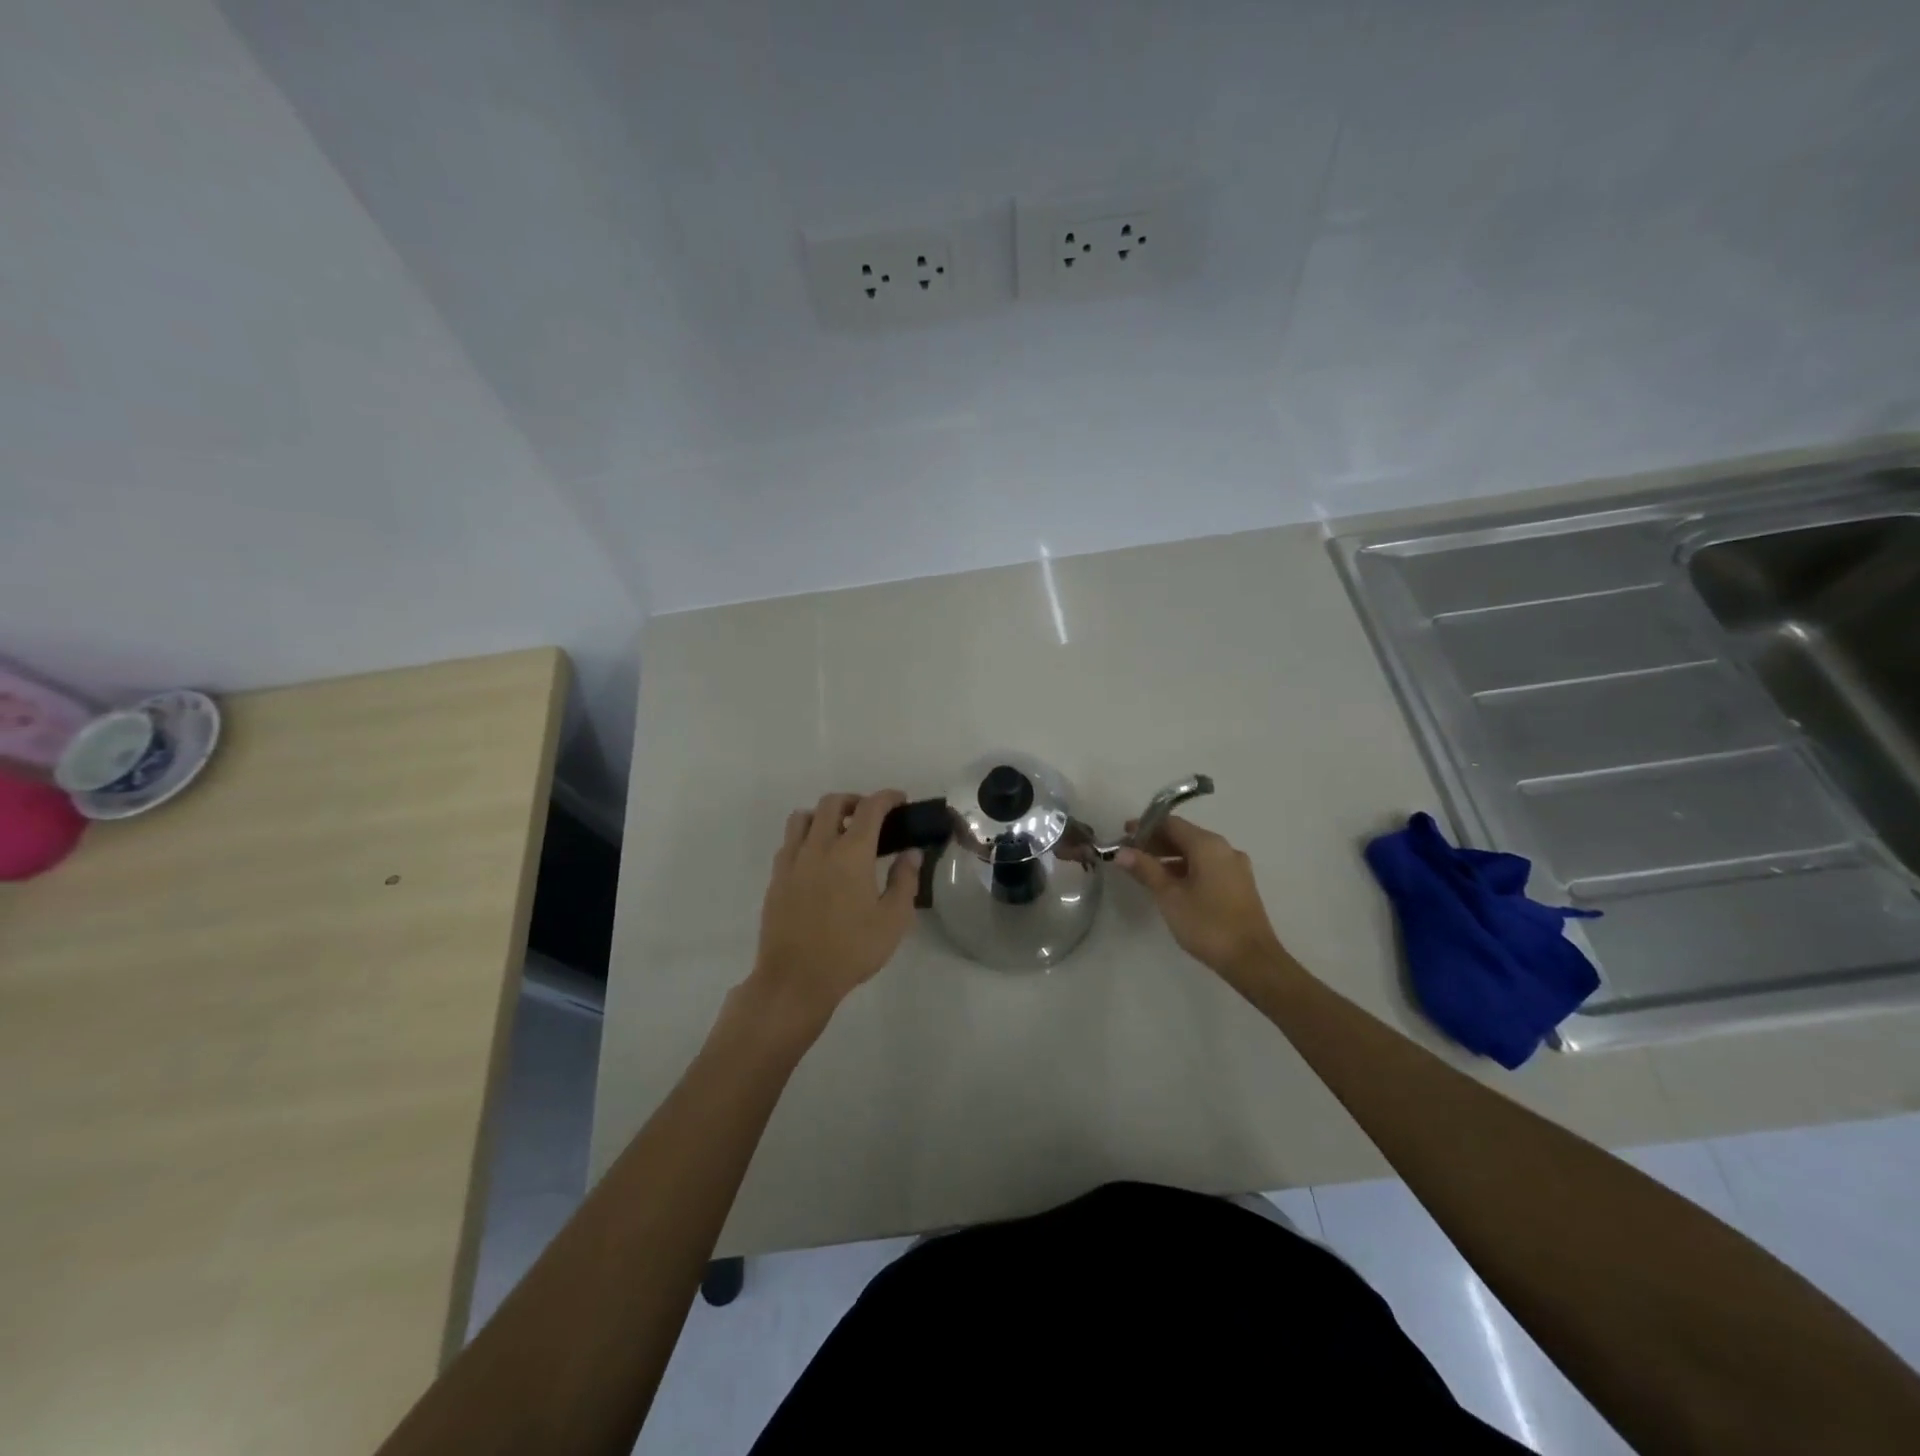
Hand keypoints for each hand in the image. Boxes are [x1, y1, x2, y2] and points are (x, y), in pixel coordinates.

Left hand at [747, 790, 921, 1030]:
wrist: (795, 979)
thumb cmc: (851, 950)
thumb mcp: (893, 920)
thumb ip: (904, 881)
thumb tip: (911, 853)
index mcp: (851, 853)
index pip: (870, 808)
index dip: (887, 797)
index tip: (899, 800)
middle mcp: (819, 847)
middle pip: (832, 804)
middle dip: (854, 801)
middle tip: (870, 816)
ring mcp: (792, 861)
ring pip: (803, 818)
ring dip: (823, 815)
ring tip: (838, 833)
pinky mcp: (776, 879)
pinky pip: (789, 843)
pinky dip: (805, 838)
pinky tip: (816, 860)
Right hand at [1117, 816, 1288, 984]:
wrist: (1252, 960)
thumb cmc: (1207, 924)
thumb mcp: (1169, 896)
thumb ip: (1145, 869)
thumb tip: (1121, 851)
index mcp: (1208, 845)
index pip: (1171, 823)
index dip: (1145, 827)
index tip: (1123, 836)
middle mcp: (1224, 849)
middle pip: (1184, 835)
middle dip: (1156, 842)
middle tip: (1130, 855)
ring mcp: (1235, 867)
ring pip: (1196, 852)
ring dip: (1170, 857)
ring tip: (1146, 872)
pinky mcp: (1239, 885)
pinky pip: (1207, 866)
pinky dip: (1186, 868)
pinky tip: (1171, 886)